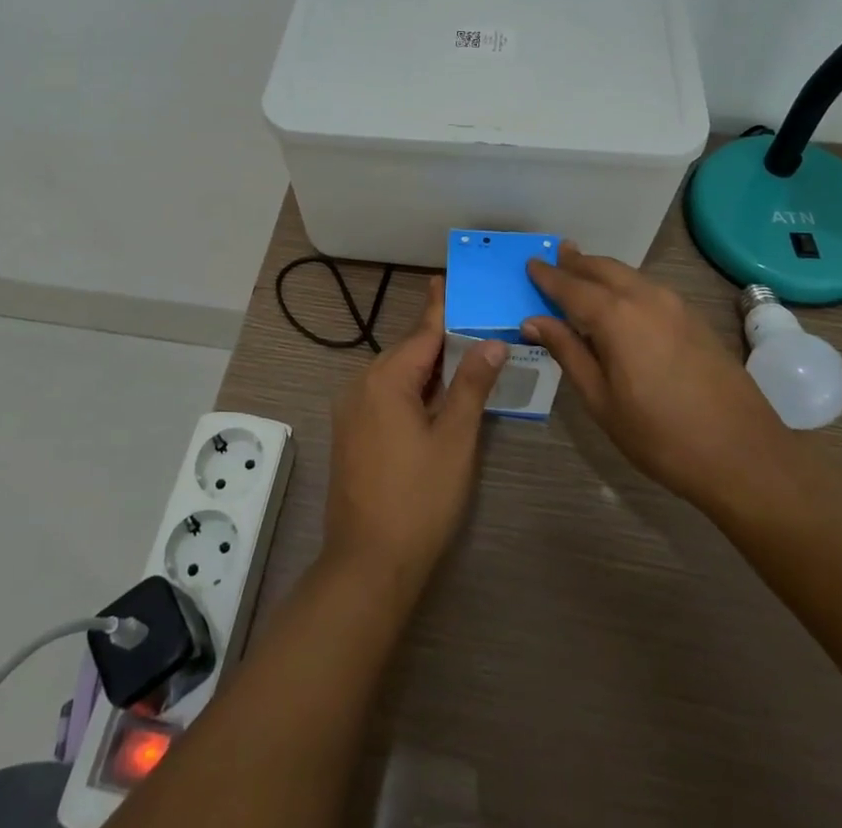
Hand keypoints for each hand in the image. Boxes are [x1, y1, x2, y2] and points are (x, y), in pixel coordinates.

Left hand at [323, 277, 506, 593]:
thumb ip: (471, 385)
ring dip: (427, 368)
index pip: (423, 333)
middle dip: (439, 339)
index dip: (440, 306)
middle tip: (473, 325)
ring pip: (396, 375)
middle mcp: (362, 385)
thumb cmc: (419, 498)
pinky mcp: (351, 434)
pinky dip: (412, 390)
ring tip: (462, 358)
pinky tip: (435, 399)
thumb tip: (491, 342)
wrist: (368, 564)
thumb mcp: (455, 439)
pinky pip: (385, 396)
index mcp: (386, 379)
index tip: (447, 278)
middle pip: (408, 351)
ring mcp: (352, 411)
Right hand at [524, 242, 792, 507]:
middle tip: (557, 256)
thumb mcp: (601, 400)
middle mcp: (645, 298)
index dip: (548, 276)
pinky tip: (621, 300)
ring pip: (629, 275)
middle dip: (577, 262)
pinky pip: (650, 288)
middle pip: (603, 268)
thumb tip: (534, 321)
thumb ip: (568, 353)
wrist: (743, 455)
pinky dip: (627, 284)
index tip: (530, 264)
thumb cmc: (660, 436)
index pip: (571, 286)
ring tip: (584, 272)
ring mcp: (675, 305)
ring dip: (603, 271)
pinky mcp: (695, 318)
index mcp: (616, 316)